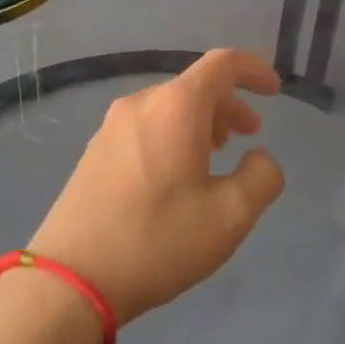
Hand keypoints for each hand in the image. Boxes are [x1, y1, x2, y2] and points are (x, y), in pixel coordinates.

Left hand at [28, 49, 285, 325]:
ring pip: (169, 107)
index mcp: (176, 107)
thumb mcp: (230, 217)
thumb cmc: (157, 241)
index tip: (274, 91)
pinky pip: (146, 125)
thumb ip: (262, 177)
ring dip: (201, 121)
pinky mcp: (94, 150)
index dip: (254, 69)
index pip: (223, 63)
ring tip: (215, 154)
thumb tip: (260, 157)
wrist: (70, 280)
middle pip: (195, 86)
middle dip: (229, 105)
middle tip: (249, 135)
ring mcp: (111, 126)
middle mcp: (142, 103)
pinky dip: (173, 134)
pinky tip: (176, 173)